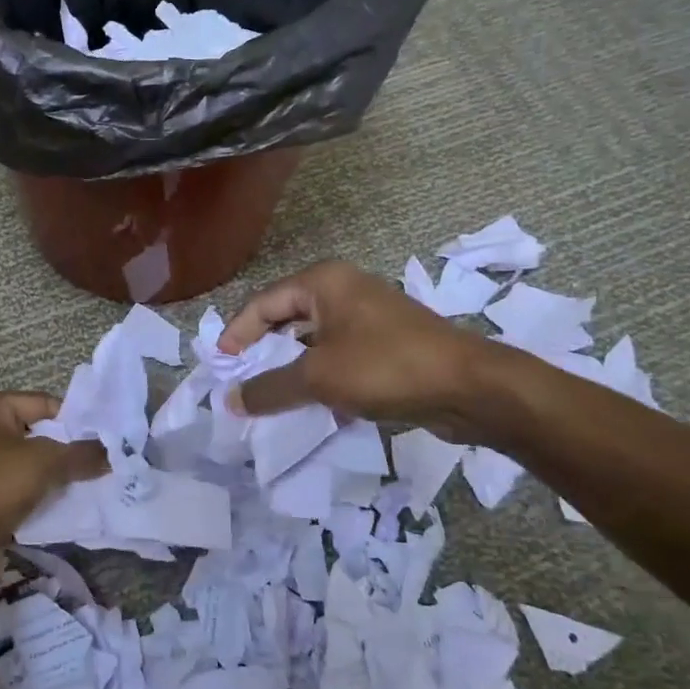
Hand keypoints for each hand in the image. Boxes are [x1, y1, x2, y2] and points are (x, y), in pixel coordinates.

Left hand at [0, 391, 106, 577]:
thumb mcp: (45, 463)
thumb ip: (82, 455)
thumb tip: (112, 453)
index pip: (41, 403)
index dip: (74, 422)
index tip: (102, 441)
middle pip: (34, 433)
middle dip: (63, 451)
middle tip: (97, 464)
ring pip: (24, 463)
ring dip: (49, 475)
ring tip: (84, 485)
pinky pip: (12, 487)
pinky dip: (33, 494)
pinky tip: (59, 505)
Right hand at [219, 259, 501, 437]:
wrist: (469, 387)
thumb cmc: (386, 367)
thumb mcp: (318, 378)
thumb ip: (269, 388)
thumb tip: (229, 401)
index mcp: (324, 282)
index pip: (263, 303)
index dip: (238, 334)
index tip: (220, 367)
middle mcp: (344, 290)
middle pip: (287, 319)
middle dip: (262, 352)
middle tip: (240, 382)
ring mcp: (368, 316)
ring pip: (313, 340)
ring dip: (291, 368)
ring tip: (269, 398)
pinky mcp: (386, 343)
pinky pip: (338, 355)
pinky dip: (320, 376)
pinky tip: (312, 406)